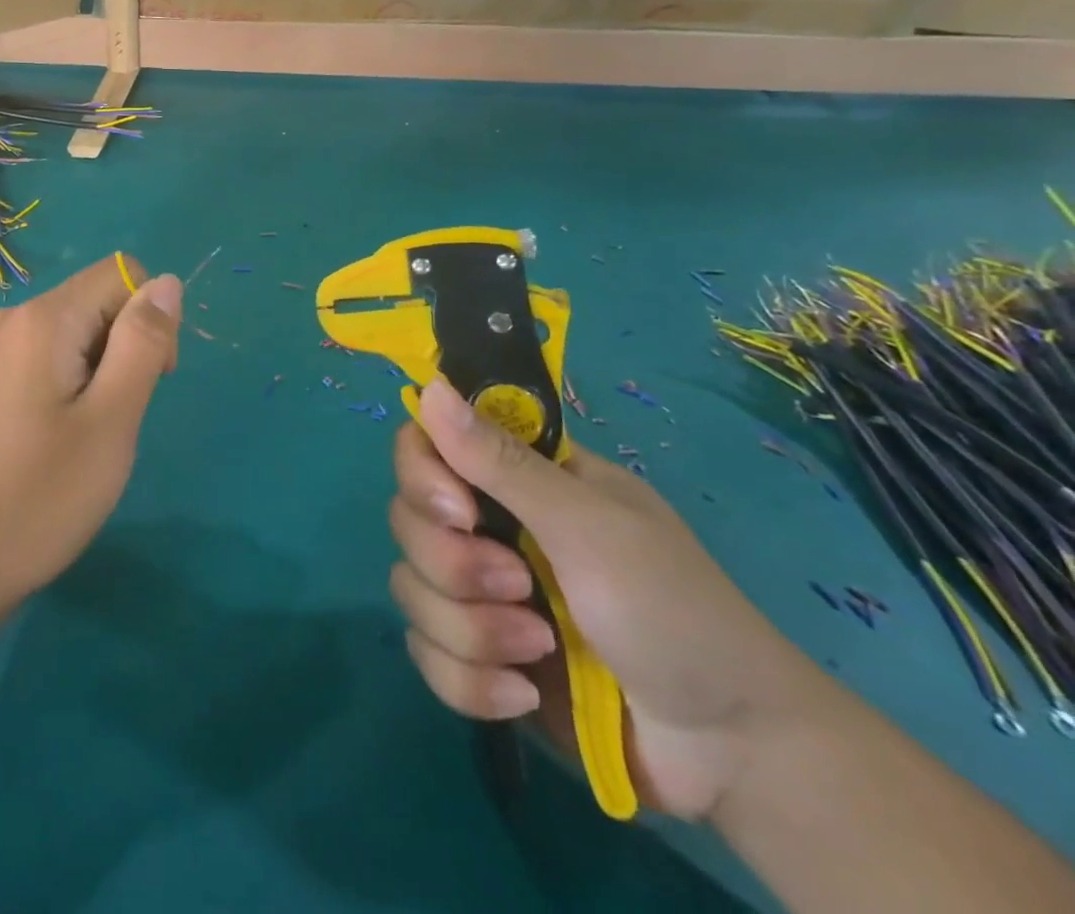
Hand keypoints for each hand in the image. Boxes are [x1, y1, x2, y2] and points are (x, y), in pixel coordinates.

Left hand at [0, 254, 181, 618]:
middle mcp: (5, 320)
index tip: (147, 383)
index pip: (121, 275)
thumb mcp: (111, 422)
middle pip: (91, 304)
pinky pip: (32, 360)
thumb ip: (143, 343)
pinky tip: (42, 443)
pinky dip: (56, 386)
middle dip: (120, 350)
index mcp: (40, 319)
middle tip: (110, 424)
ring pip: (64, 335)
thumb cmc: (37, 499)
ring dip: (90, 372)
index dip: (151, 320)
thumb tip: (166, 281)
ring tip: (75, 440)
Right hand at [388, 377, 829, 820]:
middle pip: (408, 520)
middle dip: (456, 567)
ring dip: (471, 630)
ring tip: (539, 652)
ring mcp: (480, 594)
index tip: (460, 513)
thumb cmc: (675, 613)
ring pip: (411, 589)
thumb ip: (502, 462)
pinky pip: (427, 653)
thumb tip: (429, 386)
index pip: (425, 446)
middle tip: (521, 589)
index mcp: (518, 480)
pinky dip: (469, 681)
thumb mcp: (590, 527)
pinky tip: (523, 695)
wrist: (733, 754)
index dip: (423, 476)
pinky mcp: (478, 656)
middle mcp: (489, 526)